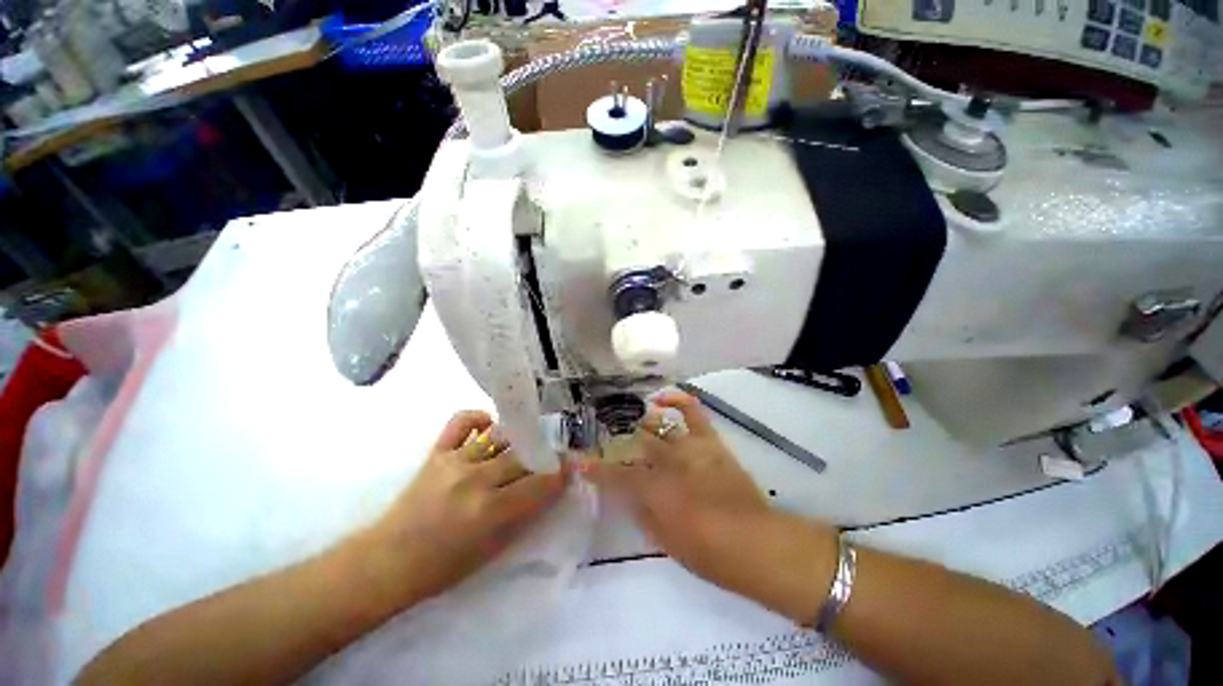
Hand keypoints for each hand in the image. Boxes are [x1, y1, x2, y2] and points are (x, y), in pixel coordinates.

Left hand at [366, 410, 565, 602]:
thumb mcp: (494, 550)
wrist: (387, 562)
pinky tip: (489, 428)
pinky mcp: (437, 452)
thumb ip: (525, 514)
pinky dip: (480, 419)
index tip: (570, 468)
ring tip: (523, 446)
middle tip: (550, 458)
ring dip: (519, 439)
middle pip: (524, 455)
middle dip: (544, 455)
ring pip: (501, 435)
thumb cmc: (443, 567)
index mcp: (491, 510)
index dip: (561, 473)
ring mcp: (455, 461)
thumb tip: (549, 488)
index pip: (540, 482)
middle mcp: (476, 479)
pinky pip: (463, 421)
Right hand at [577, 392, 772, 584]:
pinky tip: (663, 398)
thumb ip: (642, 513)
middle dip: (616, 441)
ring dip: (640, 421)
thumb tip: (629, 496)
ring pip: (657, 425)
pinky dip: (677, 399)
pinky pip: (693, 412)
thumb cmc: (707, 552)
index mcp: (653, 489)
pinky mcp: (709, 442)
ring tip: (629, 419)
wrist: (756, 543)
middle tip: (605, 439)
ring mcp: (689, 447)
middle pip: (634, 445)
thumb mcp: (664, 540)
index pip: (615, 476)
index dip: (594, 470)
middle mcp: (667, 461)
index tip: (578, 462)